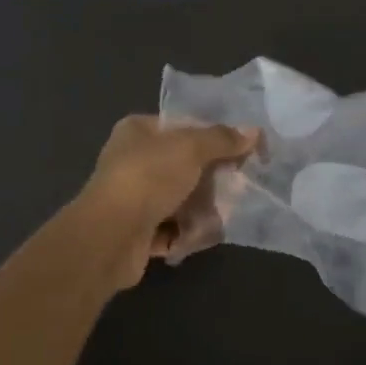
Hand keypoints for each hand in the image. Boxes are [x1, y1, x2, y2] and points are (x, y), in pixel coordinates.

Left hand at [75, 115, 260, 286]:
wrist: (111, 235)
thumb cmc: (148, 177)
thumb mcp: (191, 148)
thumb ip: (223, 139)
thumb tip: (254, 132)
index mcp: (138, 131)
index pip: (182, 127)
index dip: (213, 137)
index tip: (242, 151)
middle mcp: (132, 161)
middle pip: (184, 166)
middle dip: (211, 180)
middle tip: (236, 188)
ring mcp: (133, 198)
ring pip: (180, 200)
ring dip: (201, 210)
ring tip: (218, 218)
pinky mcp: (137, 232)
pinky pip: (171, 229)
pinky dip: (185, 233)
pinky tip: (197, 237)